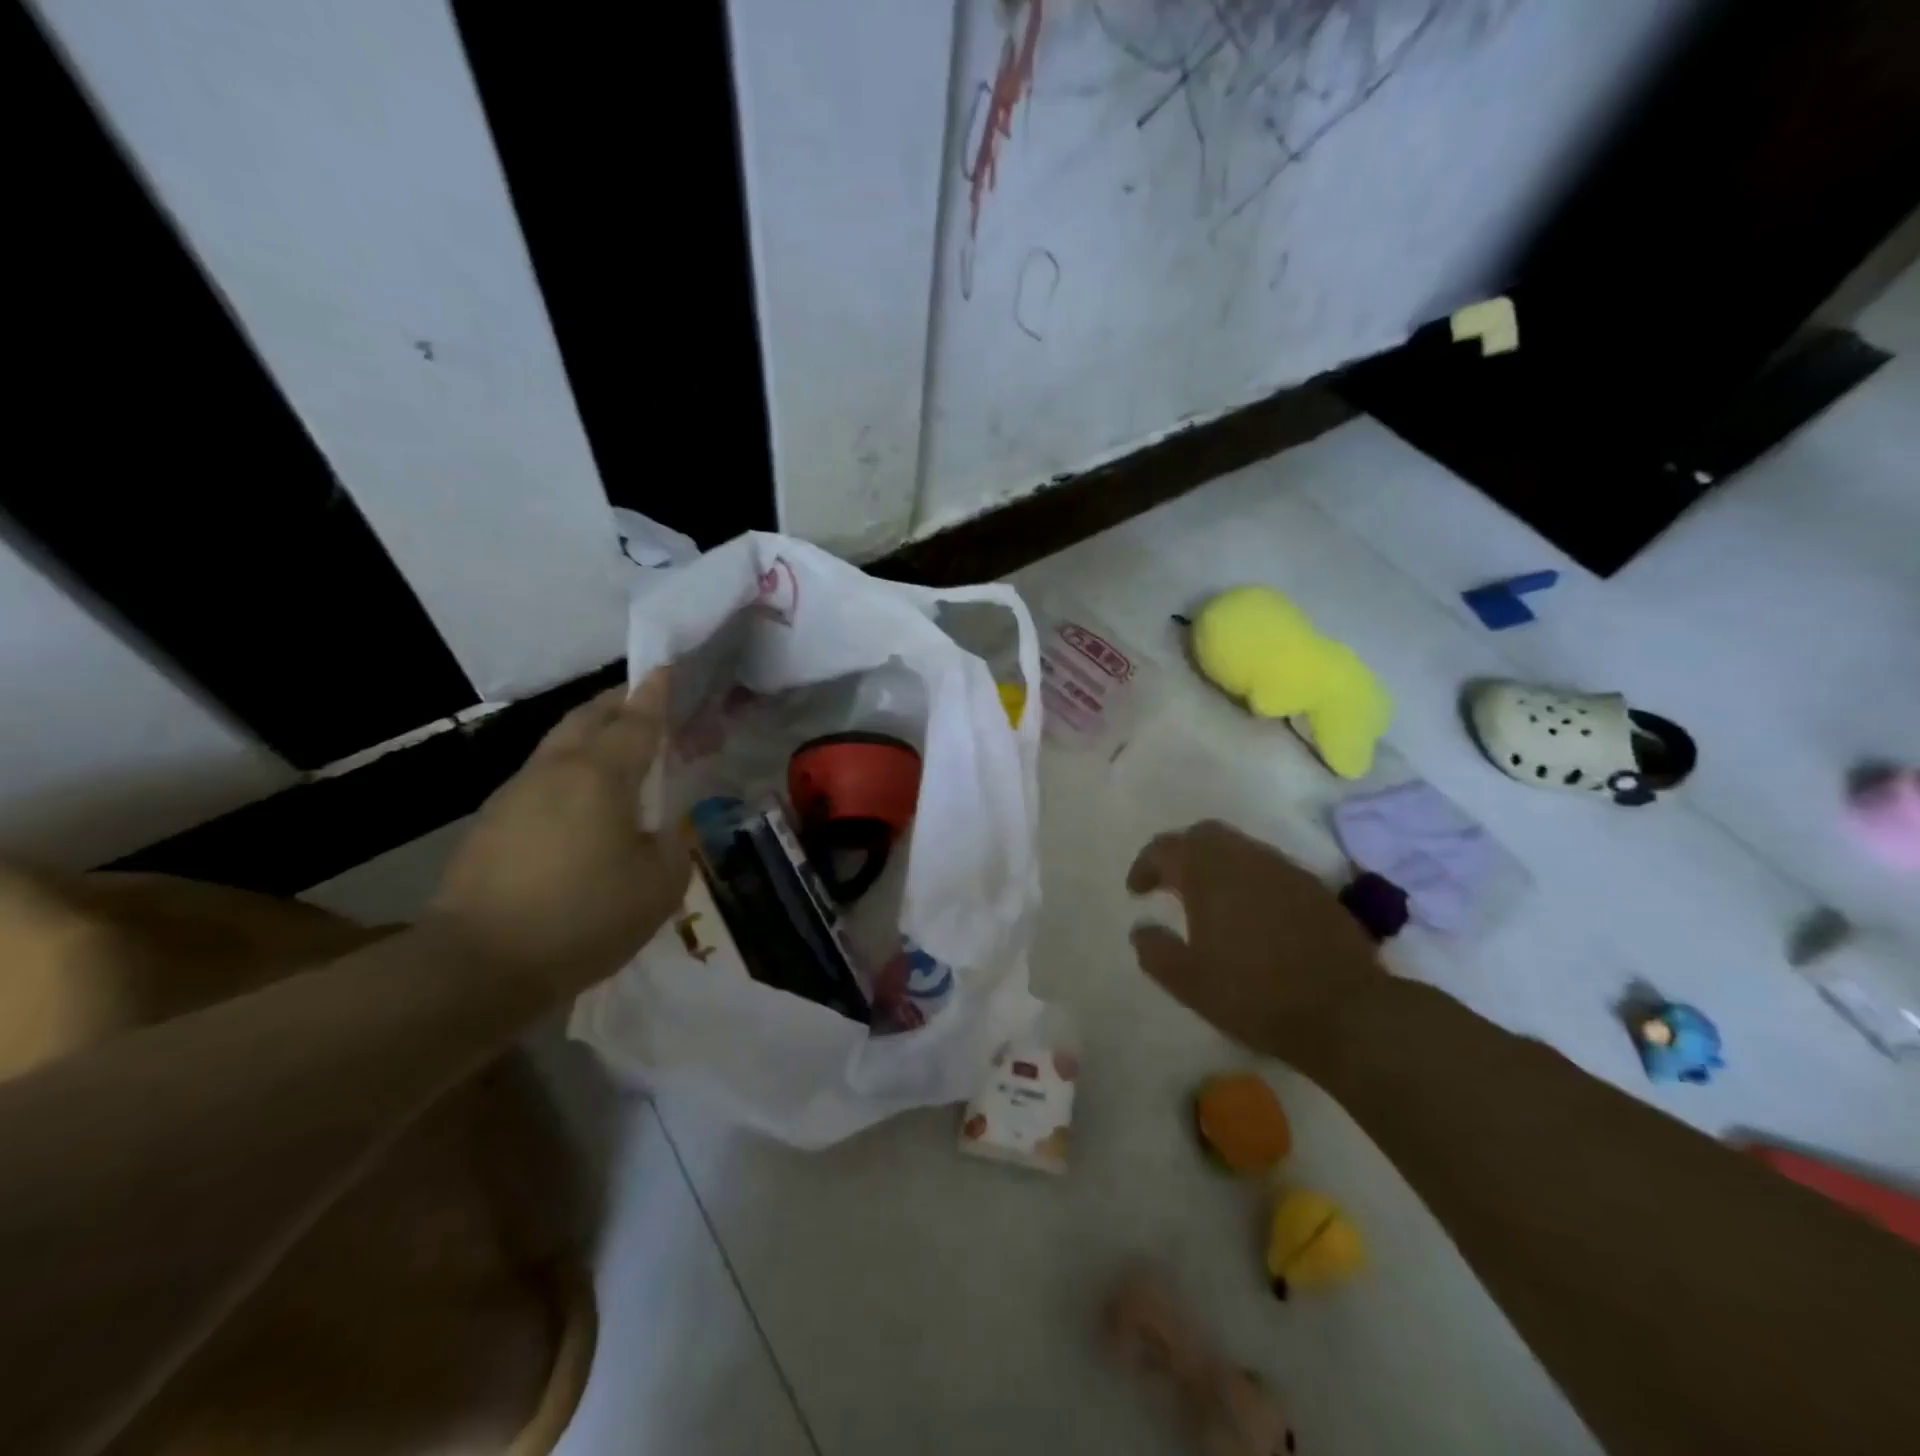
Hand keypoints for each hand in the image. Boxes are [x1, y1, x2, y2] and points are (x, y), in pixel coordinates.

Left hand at [430, 669, 689, 992]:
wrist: (477, 964)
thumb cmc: (584, 917)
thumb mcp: (659, 886)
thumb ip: (673, 846)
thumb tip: (664, 829)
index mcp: (600, 776)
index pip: (636, 723)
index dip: (656, 695)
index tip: (666, 668)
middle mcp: (555, 771)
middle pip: (587, 719)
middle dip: (616, 703)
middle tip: (641, 700)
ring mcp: (514, 795)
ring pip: (557, 745)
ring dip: (588, 735)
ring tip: (613, 748)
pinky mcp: (490, 824)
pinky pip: (540, 778)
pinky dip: (567, 771)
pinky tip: (578, 802)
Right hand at [1127, 820, 1380, 1062]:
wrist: (1346, 1012)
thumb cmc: (1255, 996)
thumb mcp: (1189, 983)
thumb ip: (1156, 951)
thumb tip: (1141, 928)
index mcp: (1209, 875)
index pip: (1166, 849)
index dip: (1145, 866)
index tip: (1137, 892)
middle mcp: (1245, 859)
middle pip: (1204, 835)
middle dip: (1181, 853)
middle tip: (1169, 883)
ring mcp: (1284, 870)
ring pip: (1239, 847)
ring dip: (1216, 863)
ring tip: (1207, 898)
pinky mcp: (1313, 888)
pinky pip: (1268, 867)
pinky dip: (1247, 877)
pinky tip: (1250, 911)